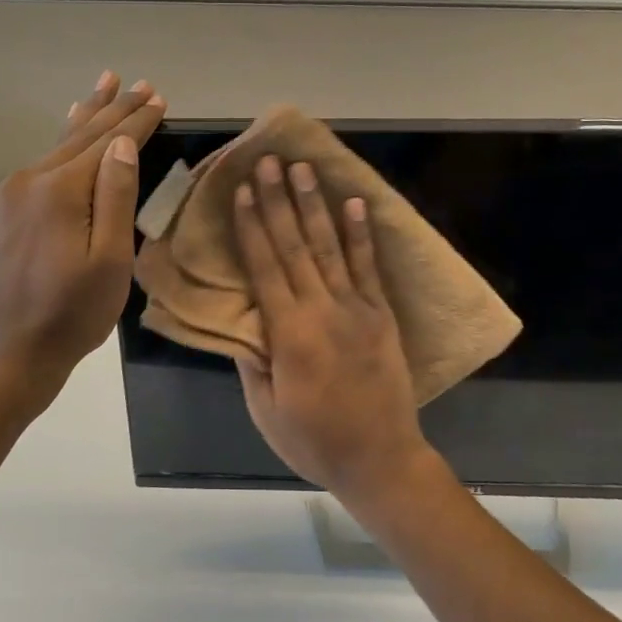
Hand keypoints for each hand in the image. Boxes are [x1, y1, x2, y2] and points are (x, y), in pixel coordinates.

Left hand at [0, 72, 165, 383]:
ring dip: (88, 115)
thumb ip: (116, 197)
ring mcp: (13, 192)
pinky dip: (65, 139)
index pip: (107, 143)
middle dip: (114, 108)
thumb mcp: (109, 260)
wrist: (11, 349)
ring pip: (60, 144)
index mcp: (61, 190)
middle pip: (82, 135)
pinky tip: (70, 123)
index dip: (136, 121)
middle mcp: (31, 179)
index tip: (159, 98)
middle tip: (140, 83)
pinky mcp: (6, 207)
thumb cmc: (72, 312)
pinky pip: (44, 161)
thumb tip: (123, 144)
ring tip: (106, 83)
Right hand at [231, 156, 434, 502]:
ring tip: (305, 169)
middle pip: (295, 245)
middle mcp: (322, 310)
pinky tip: (355, 204)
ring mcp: (357, 309)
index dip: (252, 225)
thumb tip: (239, 321)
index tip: (243, 189)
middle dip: (279, 200)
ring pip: (330, 247)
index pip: (264, 267)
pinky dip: (362, 234)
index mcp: (289, 333)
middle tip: (270, 161)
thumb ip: (252, 361)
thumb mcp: (266, 409)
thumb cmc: (314, 441)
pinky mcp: (381, 315)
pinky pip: (369, 267)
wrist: (381, 460)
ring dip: (316, 205)